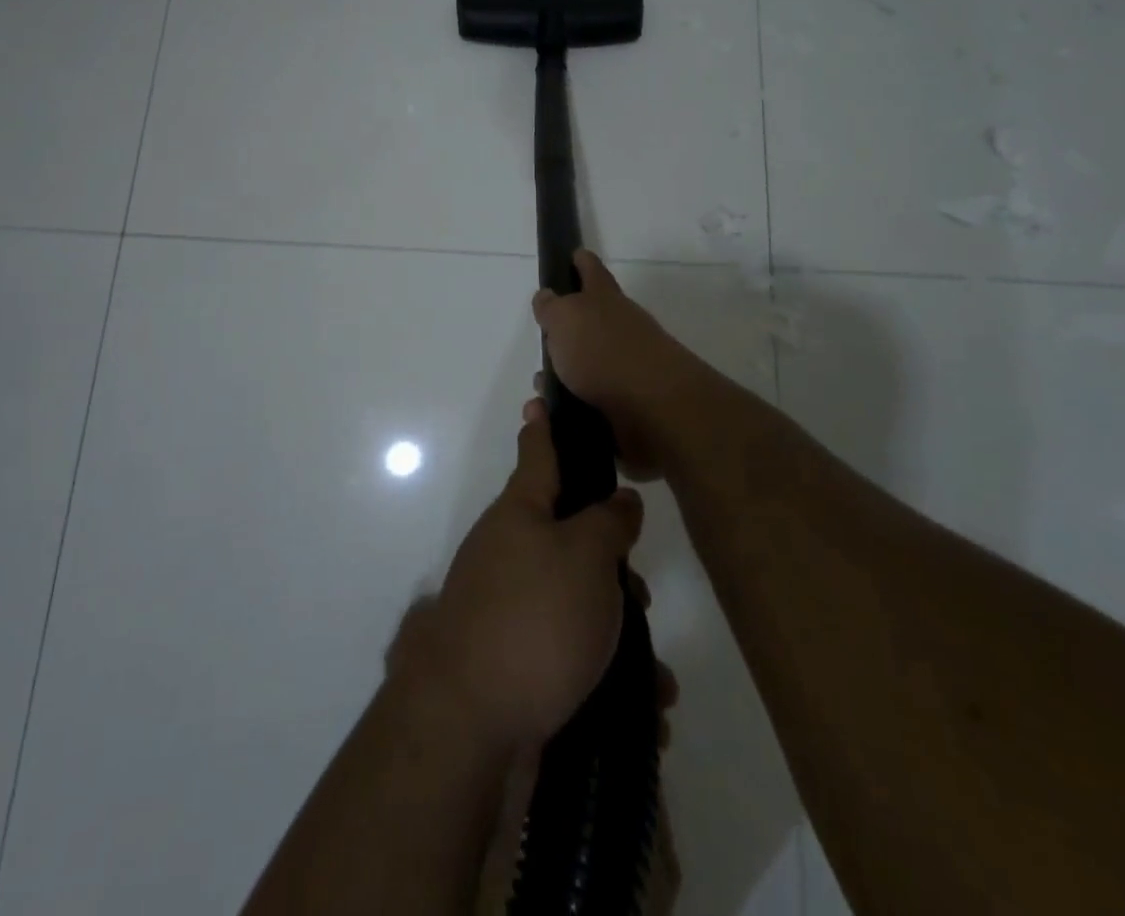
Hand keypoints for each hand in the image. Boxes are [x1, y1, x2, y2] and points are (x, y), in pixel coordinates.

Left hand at [406, 406, 645, 748]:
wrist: (469, 726)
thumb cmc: (534, 619)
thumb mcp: (585, 556)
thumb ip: (608, 521)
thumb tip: (618, 499)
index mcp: (520, 513)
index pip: (536, 453)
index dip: (543, 425)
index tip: (539, 398)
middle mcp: (508, 552)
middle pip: (567, 535)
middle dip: (610, 562)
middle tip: (639, 592)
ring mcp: (507, 608)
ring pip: (576, 601)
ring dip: (617, 631)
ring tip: (654, 675)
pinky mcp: (514, 662)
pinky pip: (570, 655)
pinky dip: (606, 677)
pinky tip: (642, 712)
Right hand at [531, 249, 706, 478]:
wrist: (653, 408)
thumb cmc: (603, 351)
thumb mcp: (565, 318)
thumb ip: (552, 307)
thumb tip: (548, 296)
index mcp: (605, 299)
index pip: (592, 270)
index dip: (582, 262)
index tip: (574, 255)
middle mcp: (622, 327)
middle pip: (594, 319)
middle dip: (570, 328)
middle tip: (545, 337)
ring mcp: (630, 366)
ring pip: (592, 363)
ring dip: (568, 373)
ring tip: (542, 387)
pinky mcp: (630, 403)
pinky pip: (595, 399)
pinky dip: (576, 404)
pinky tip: (557, 414)